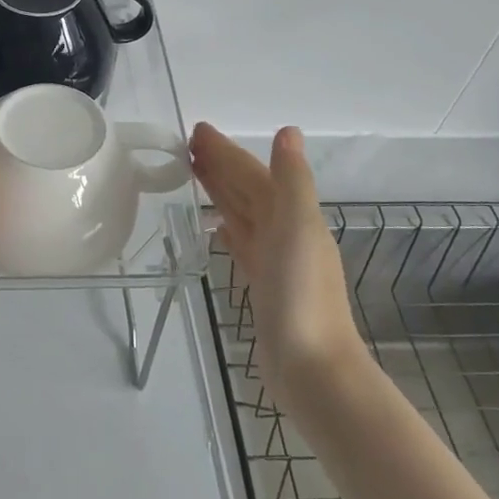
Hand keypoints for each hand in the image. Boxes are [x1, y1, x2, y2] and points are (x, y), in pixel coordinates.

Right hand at [191, 123, 364, 404]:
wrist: (312, 367)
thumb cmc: (302, 294)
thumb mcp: (297, 227)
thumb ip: (291, 179)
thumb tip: (288, 131)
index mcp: (292, 214)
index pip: (252, 173)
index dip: (226, 151)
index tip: (196, 131)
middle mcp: (285, 232)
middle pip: (247, 190)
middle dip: (221, 166)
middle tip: (186, 146)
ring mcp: (274, 260)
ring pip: (243, 214)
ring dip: (222, 192)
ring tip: (195, 175)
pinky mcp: (263, 286)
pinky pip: (242, 245)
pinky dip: (230, 230)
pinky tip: (218, 228)